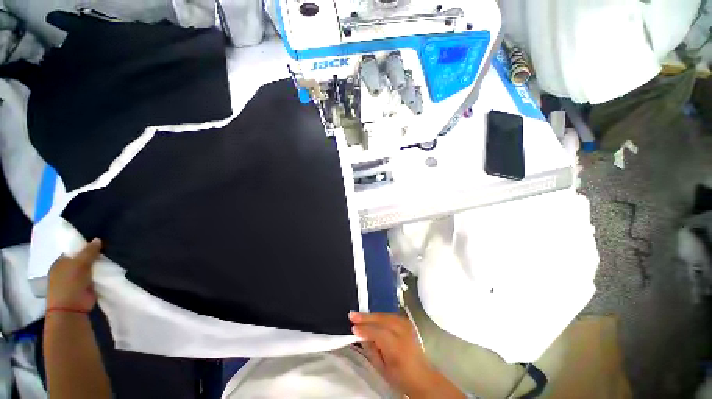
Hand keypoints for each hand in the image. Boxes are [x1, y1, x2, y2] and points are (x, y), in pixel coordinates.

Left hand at [47, 239, 101, 312]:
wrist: (72, 308)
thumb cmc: (70, 283)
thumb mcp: (79, 264)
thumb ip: (89, 251)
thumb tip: (98, 240)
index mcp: (60, 263)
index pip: (73, 251)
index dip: (84, 247)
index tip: (98, 245)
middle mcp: (65, 270)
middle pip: (81, 260)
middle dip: (92, 257)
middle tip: (105, 253)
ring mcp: (74, 281)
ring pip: (88, 269)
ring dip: (97, 267)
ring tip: (109, 261)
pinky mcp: (84, 288)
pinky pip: (93, 278)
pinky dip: (100, 275)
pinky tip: (107, 271)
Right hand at [349, 312, 463, 397]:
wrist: (421, 375)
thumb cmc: (399, 376)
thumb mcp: (382, 368)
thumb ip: (371, 349)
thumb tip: (361, 334)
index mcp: (397, 347)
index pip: (378, 333)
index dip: (365, 329)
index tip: (353, 327)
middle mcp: (403, 333)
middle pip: (382, 320)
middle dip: (366, 317)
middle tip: (352, 315)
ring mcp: (407, 326)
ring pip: (386, 315)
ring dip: (372, 315)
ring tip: (359, 315)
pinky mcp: (407, 323)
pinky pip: (390, 315)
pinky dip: (380, 315)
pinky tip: (373, 317)